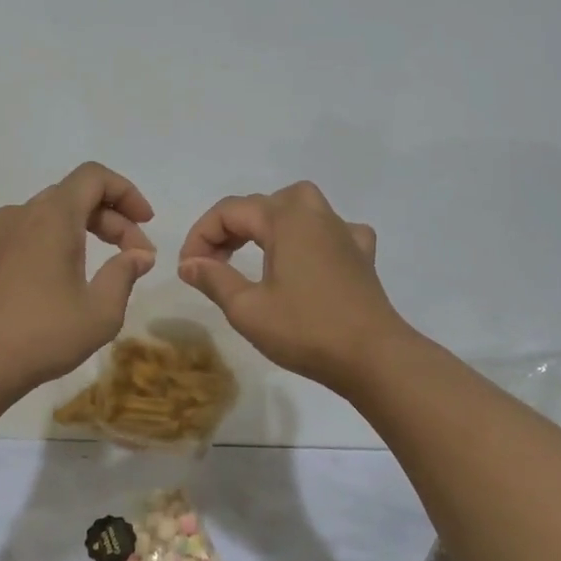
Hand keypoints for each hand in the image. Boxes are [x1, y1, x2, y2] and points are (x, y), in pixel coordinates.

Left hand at [0, 162, 156, 397]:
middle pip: (76, 195)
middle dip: (113, 219)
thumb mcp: (100, 311)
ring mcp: (1, 233)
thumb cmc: (43, 335)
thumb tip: (139, 255)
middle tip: (137, 256)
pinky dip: (60, 239)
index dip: (126, 192)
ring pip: (54, 213)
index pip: (94, 177)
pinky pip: (33, 230)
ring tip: (108, 266)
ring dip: (87, 229)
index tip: (146, 223)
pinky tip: (70, 275)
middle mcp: (24, 213)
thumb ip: (125, 274)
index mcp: (52, 216)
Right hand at [178, 181, 407, 393]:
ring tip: (252, 253)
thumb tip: (189, 263)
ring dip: (268, 224)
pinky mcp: (362, 255)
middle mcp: (316, 214)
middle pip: (262, 204)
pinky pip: (331, 231)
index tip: (187, 270)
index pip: (229, 212)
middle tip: (213, 262)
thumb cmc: (305, 330)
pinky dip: (311, 238)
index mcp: (286, 218)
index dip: (200, 236)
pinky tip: (308, 258)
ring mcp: (344, 232)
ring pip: (298, 208)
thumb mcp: (247, 309)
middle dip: (230, 228)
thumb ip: (214, 279)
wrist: (373, 357)